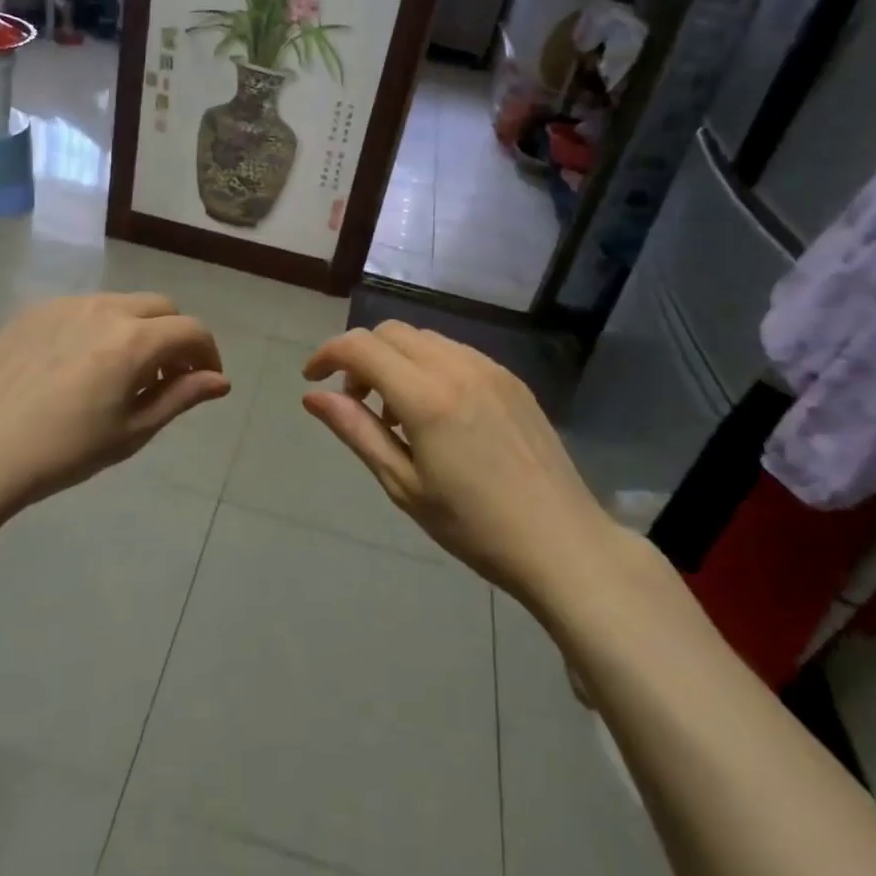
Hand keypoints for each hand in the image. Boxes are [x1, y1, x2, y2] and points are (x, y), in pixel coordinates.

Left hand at [0, 293, 229, 513]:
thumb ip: (181, 397)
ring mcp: (66, 305)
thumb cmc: (64, 451)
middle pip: (161, 307)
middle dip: (176, 336)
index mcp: (134, 340)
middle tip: (167, 376)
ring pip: (122, 303)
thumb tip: (220, 380)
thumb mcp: (132, 431)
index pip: (192, 330)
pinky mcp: (35, 311)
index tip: (204, 381)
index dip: (208, 353)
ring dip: (139, 328)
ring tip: (123, 371)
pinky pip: (84, 308)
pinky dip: (100, 327)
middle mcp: (105, 309)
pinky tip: (80, 365)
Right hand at [301, 322, 614, 604]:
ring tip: (395, 413)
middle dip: (361, 356)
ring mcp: (490, 368)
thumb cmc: (474, 526)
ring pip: (424, 338)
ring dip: (395, 359)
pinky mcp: (512, 379)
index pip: (361, 347)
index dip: (327, 354)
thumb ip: (357, 431)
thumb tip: (313, 396)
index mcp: (427, 396)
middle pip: (391, 332)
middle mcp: (457, 367)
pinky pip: (455, 352)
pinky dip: (428, 365)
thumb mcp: (403, 485)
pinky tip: (435, 412)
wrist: (563, 543)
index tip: (312, 379)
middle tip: (355, 402)